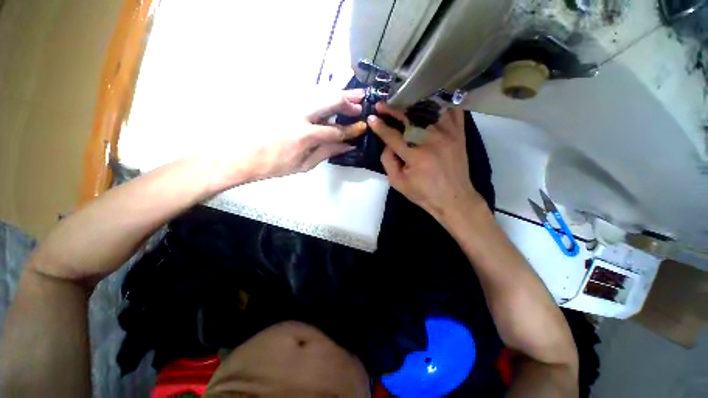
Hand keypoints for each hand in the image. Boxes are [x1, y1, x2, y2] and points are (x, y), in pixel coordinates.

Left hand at [214, 89, 367, 187]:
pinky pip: (308, 92)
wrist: (241, 155)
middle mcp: (299, 114)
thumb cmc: (274, 165)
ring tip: (352, 93)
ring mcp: (289, 103)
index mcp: (305, 135)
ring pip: (320, 91)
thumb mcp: (304, 165)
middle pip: (330, 100)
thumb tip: (346, 145)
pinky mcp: (282, 99)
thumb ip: (326, 152)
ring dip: (338, 92)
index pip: (336, 130)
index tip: (362, 126)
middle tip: (362, 100)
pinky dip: (323, 92)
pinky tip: (331, 94)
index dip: (351, 129)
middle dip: (349, 100)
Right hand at [368, 103, 485, 221]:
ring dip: (414, 105)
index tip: (371, 118)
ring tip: (403, 101)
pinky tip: (432, 101)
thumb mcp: (398, 183)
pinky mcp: (459, 134)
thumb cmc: (423, 193)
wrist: (454, 199)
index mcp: (415, 155)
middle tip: (381, 105)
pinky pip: (453, 111)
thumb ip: (388, 162)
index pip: (392, 136)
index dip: (380, 126)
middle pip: (408, 119)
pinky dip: (442, 104)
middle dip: (392, 110)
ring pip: (429, 110)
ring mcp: (448, 134)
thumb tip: (387, 144)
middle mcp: (431, 140)